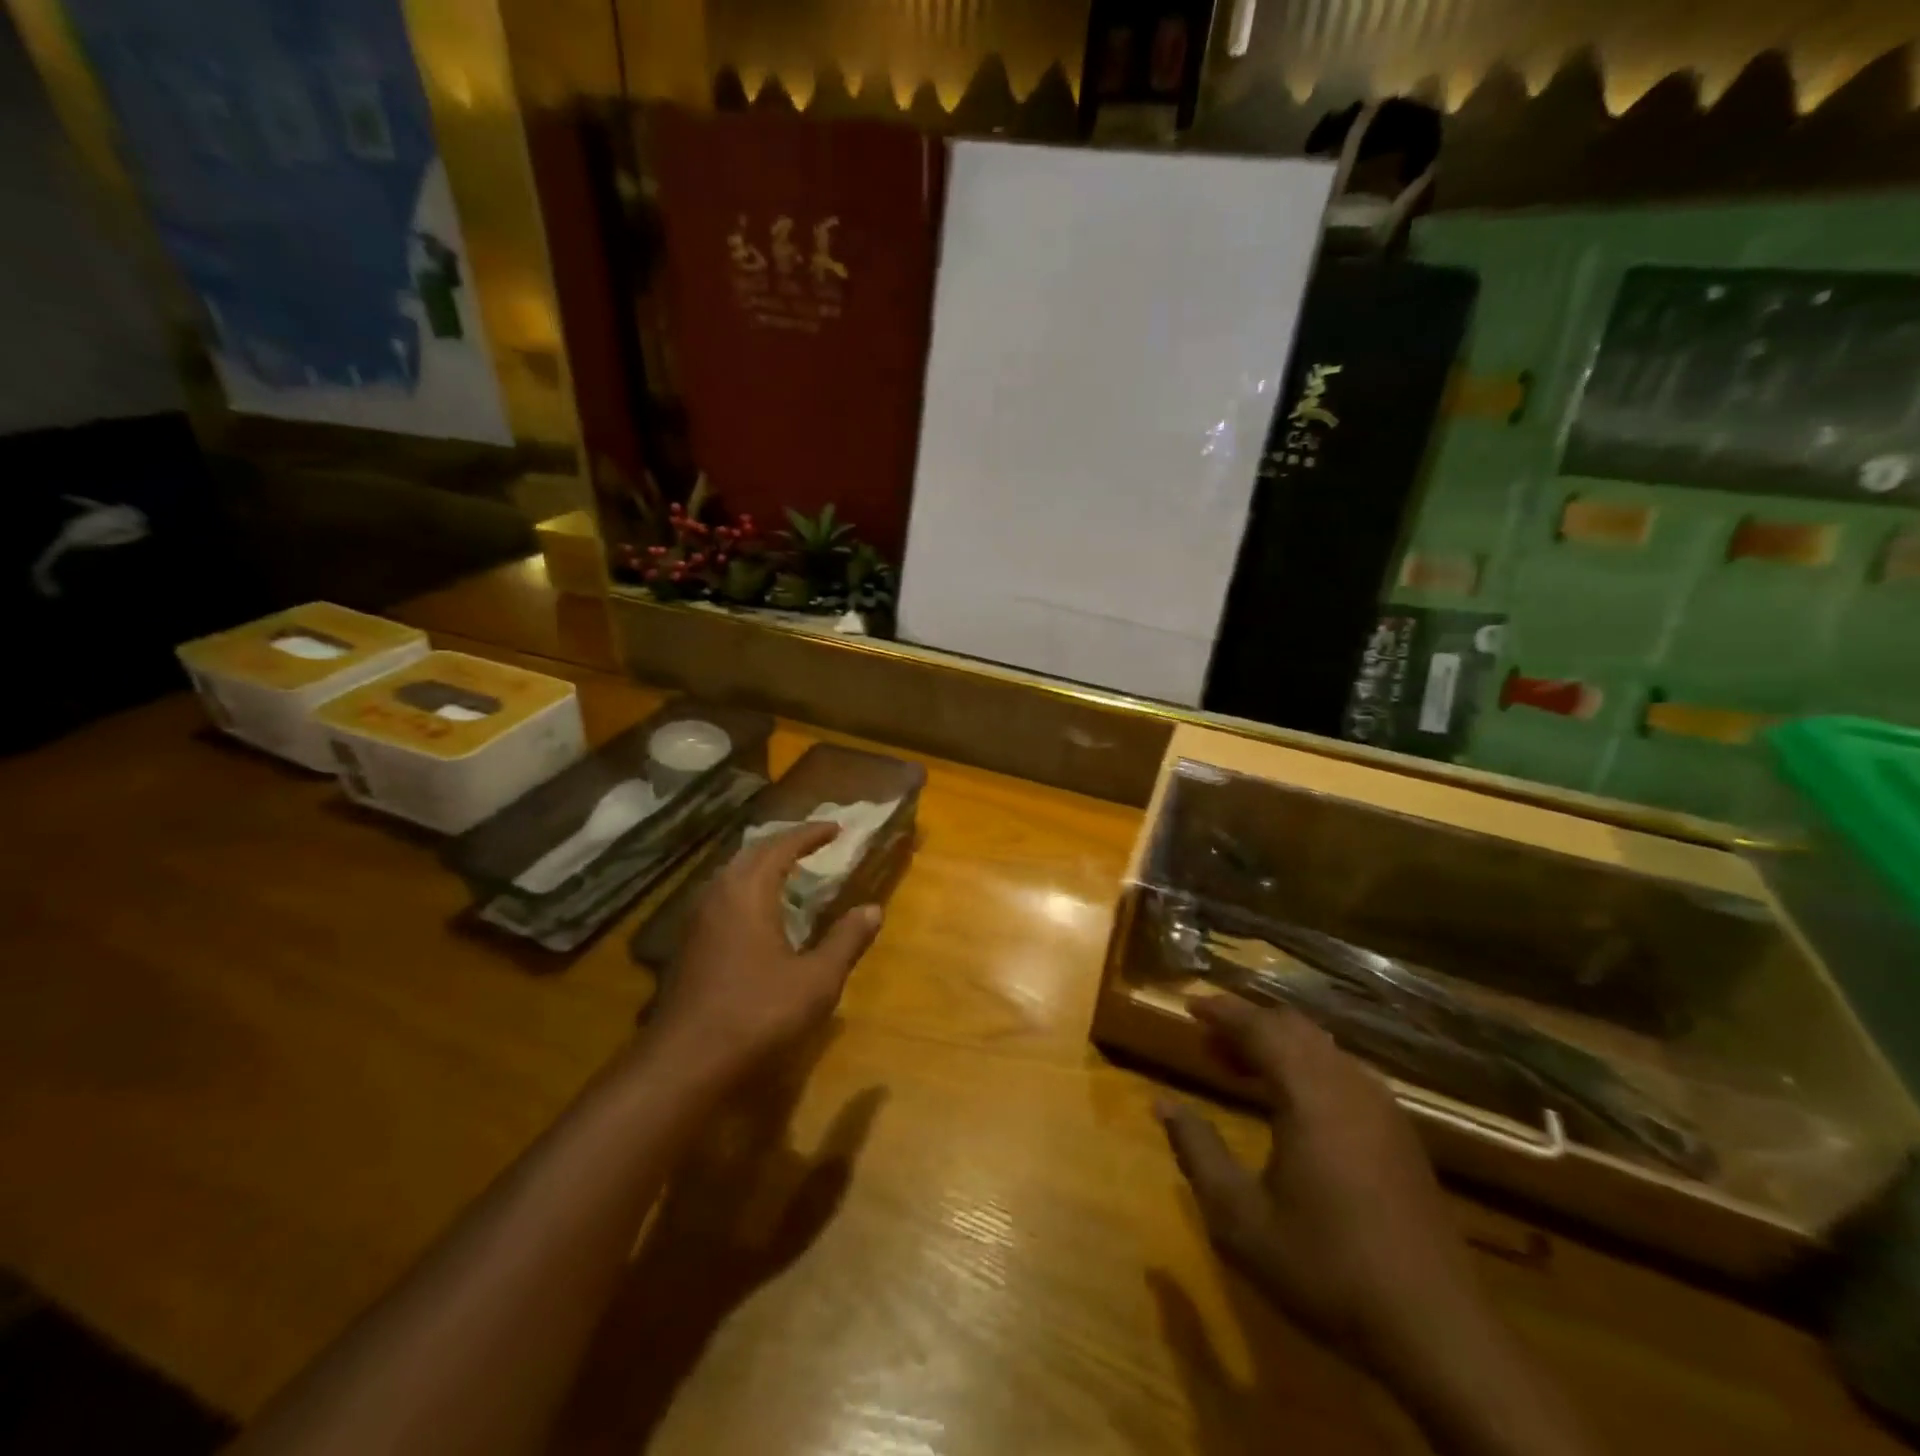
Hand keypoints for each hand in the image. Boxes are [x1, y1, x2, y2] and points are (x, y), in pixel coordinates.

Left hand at [649, 823, 882, 1081]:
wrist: (685, 1063)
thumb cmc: (758, 1013)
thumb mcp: (817, 979)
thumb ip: (846, 940)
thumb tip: (873, 909)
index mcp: (749, 891)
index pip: (782, 846)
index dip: (811, 834)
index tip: (836, 828)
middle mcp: (719, 894)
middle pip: (752, 853)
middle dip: (784, 843)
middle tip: (813, 844)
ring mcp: (697, 920)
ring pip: (731, 875)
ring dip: (762, 865)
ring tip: (789, 871)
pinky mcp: (688, 945)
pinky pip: (721, 897)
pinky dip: (746, 889)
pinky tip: (758, 913)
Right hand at [1156, 994, 1485, 1379]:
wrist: (1438, 1333)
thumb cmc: (1326, 1267)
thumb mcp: (1240, 1218)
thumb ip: (1198, 1151)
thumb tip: (1162, 1103)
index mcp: (1310, 1094)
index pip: (1260, 1028)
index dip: (1222, 1012)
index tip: (1189, 1005)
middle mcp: (1350, 1086)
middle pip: (1294, 1028)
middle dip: (1248, 1023)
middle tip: (1208, 1037)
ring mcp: (1383, 1110)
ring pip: (1323, 1049)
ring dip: (1278, 1045)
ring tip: (1240, 1065)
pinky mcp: (1401, 1136)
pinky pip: (1344, 1074)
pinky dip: (1307, 1067)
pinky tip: (1292, 1102)